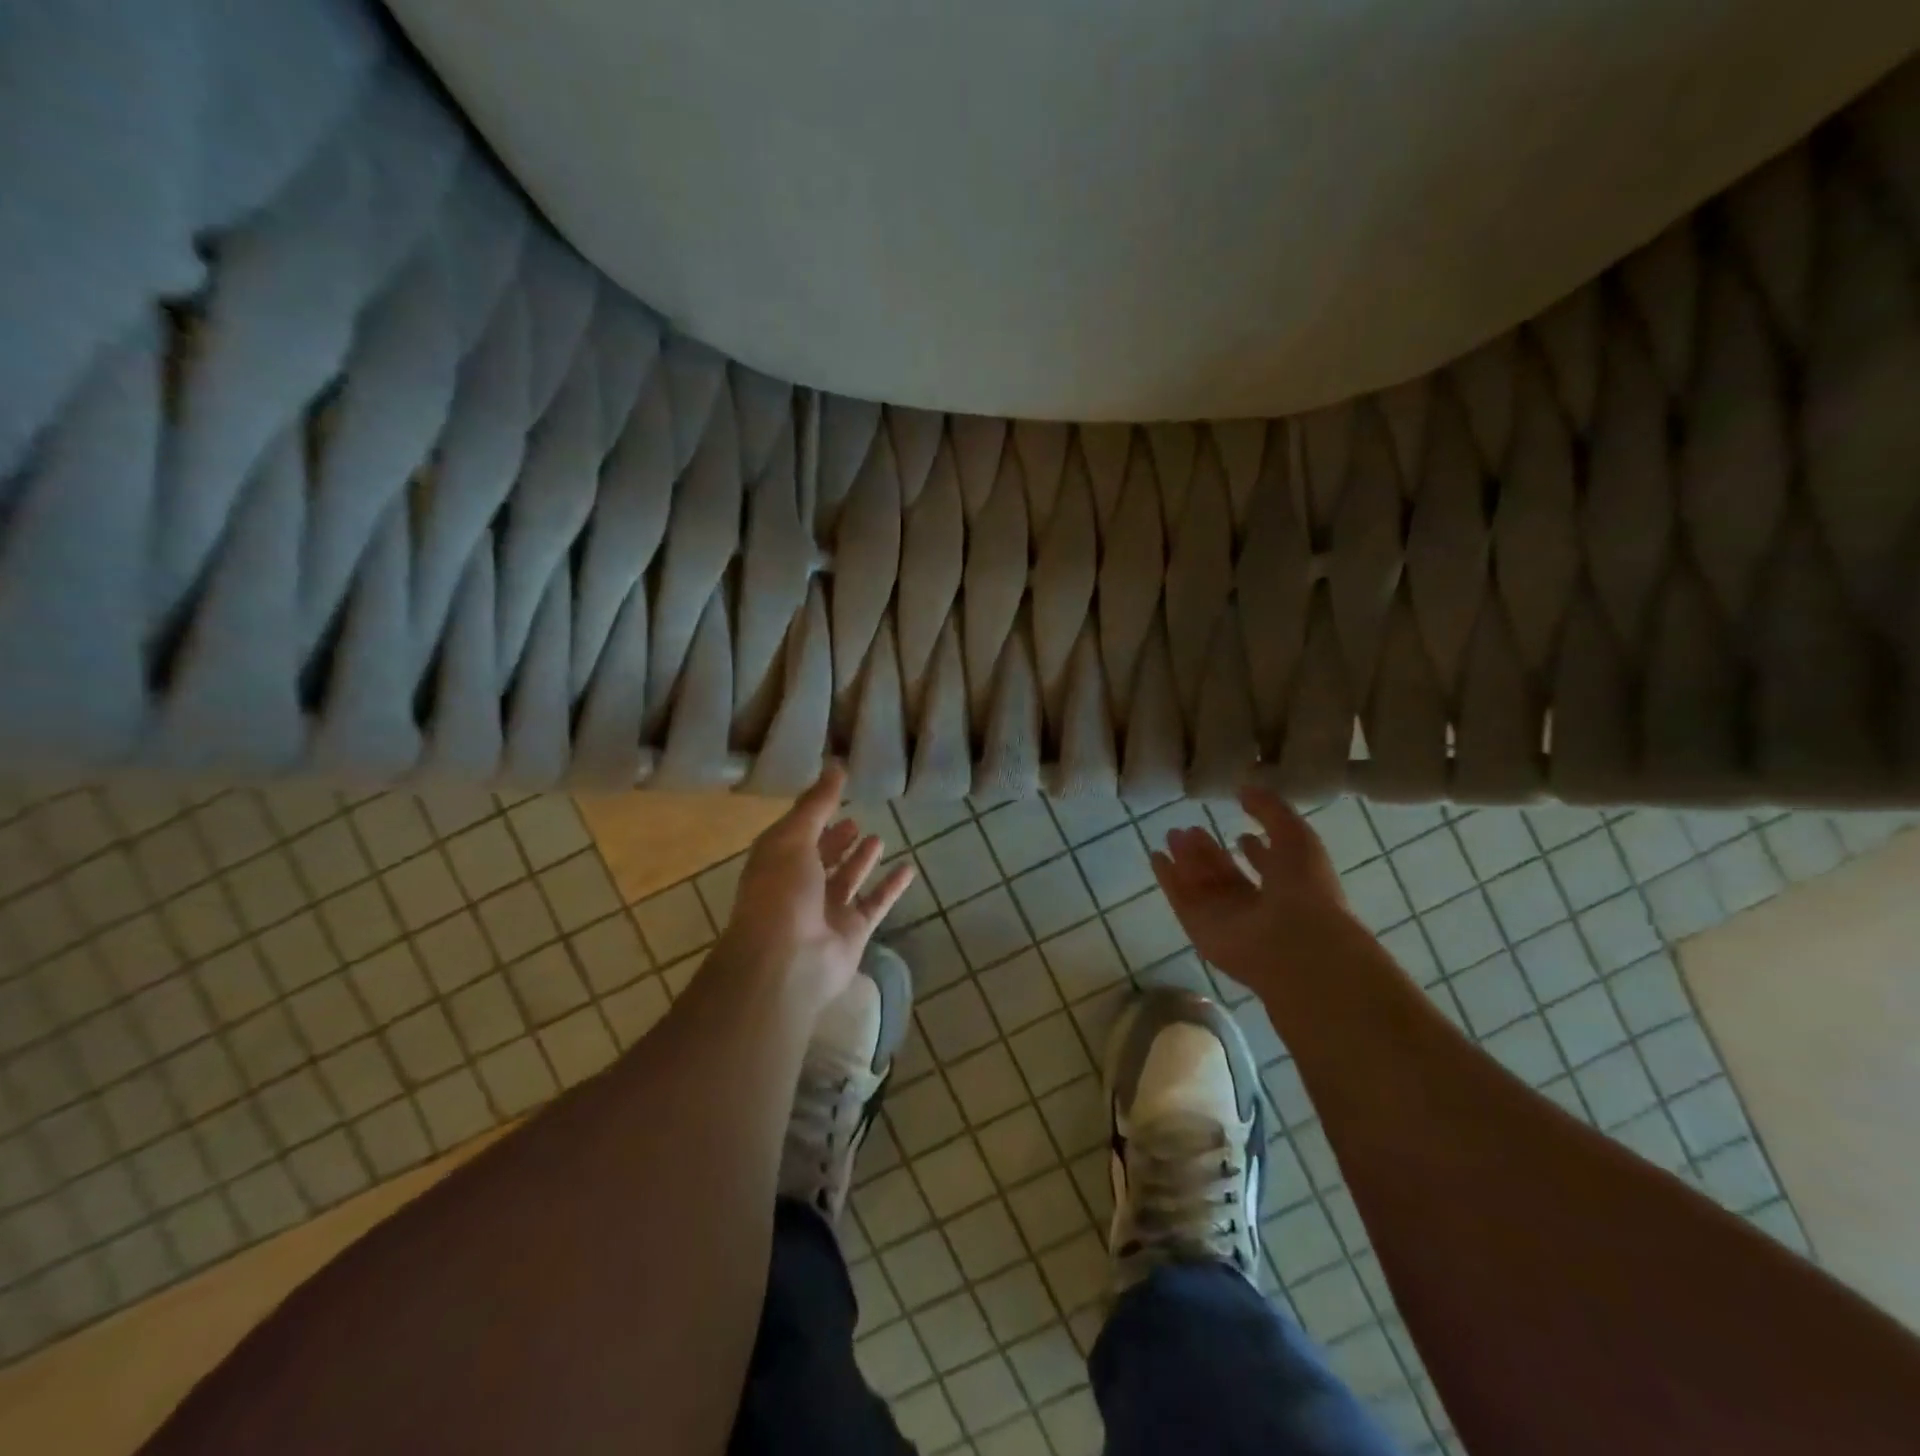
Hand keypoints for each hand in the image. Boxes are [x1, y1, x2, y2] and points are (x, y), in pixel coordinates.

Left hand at [717, 765, 915, 1010]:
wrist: (787, 961)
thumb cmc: (781, 892)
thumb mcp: (794, 837)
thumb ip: (817, 803)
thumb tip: (836, 765)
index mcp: (777, 862)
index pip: (797, 833)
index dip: (814, 815)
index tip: (836, 794)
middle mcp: (799, 886)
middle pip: (821, 858)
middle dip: (836, 840)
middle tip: (856, 821)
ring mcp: (826, 911)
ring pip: (848, 880)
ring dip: (861, 860)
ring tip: (878, 838)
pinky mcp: (853, 931)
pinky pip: (875, 903)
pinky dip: (891, 887)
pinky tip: (908, 868)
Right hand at [1149, 788, 1355, 994]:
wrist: (1294, 943)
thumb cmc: (1304, 887)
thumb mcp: (1296, 835)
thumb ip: (1270, 810)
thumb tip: (1245, 788)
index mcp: (1287, 886)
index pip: (1267, 867)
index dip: (1256, 851)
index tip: (1242, 833)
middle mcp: (1256, 904)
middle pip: (1226, 875)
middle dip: (1209, 851)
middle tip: (1190, 828)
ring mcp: (1225, 918)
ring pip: (1201, 883)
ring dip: (1187, 859)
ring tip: (1173, 834)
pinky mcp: (1199, 927)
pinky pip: (1180, 898)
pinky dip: (1168, 878)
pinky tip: (1157, 856)